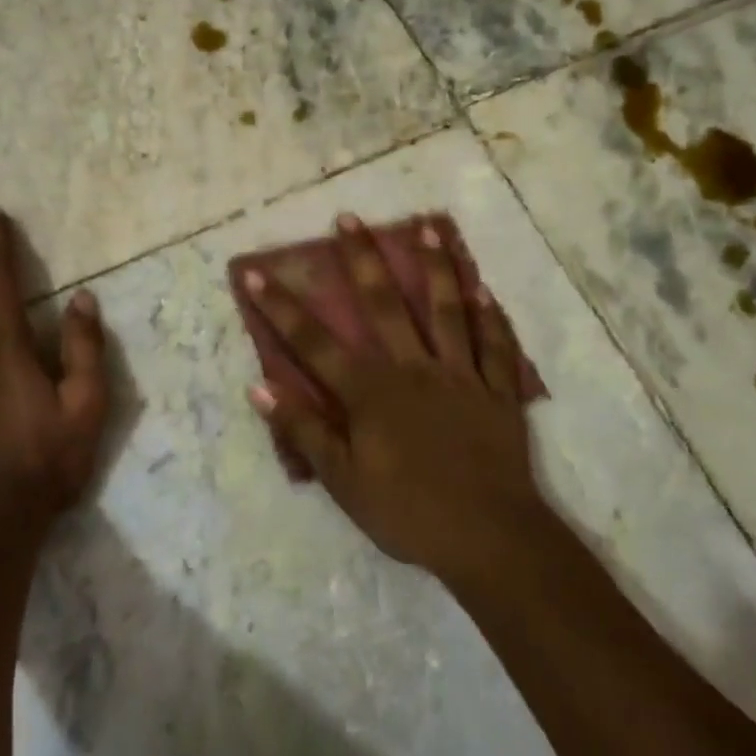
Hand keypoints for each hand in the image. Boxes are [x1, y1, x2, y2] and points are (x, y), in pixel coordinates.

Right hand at [242, 214, 546, 583]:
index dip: (282, 307)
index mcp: (372, 391)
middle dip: (362, 259)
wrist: (490, 538)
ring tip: (428, 227)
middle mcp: (414, 368)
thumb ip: (304, 430)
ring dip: (436, 267)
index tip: (258, 272)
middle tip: (349, 217)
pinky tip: (484, 289)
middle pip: (385, 304)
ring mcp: (460, 375)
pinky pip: (495, 346)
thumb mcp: (344, 482)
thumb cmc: (409, 513)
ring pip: (446, 310)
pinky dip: (490, 317)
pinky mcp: (497, 390)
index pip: (315, 342)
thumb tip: (259, 387)